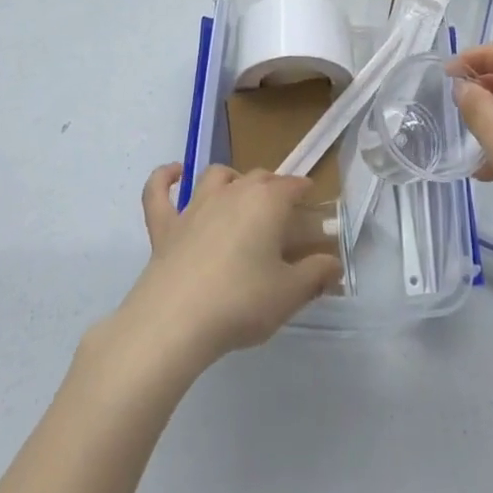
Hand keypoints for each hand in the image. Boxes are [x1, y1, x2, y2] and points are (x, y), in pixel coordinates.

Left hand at [111, 164, 340, 375]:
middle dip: (273, 187)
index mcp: (266, 202)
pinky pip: (159, 190)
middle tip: (282, 211)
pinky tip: (174, 172)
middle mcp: (232, 192)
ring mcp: (195, 205)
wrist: (177, 319)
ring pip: (216, 176)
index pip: (292, 186)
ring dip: (231, 178)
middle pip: (258, 178)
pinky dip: (165, 178)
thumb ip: (315, 275)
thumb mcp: (289, 294)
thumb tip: (334, 263)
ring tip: (239, 192)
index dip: (304, 191)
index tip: (311, 200)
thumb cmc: (241, 302)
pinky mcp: (164, 224)